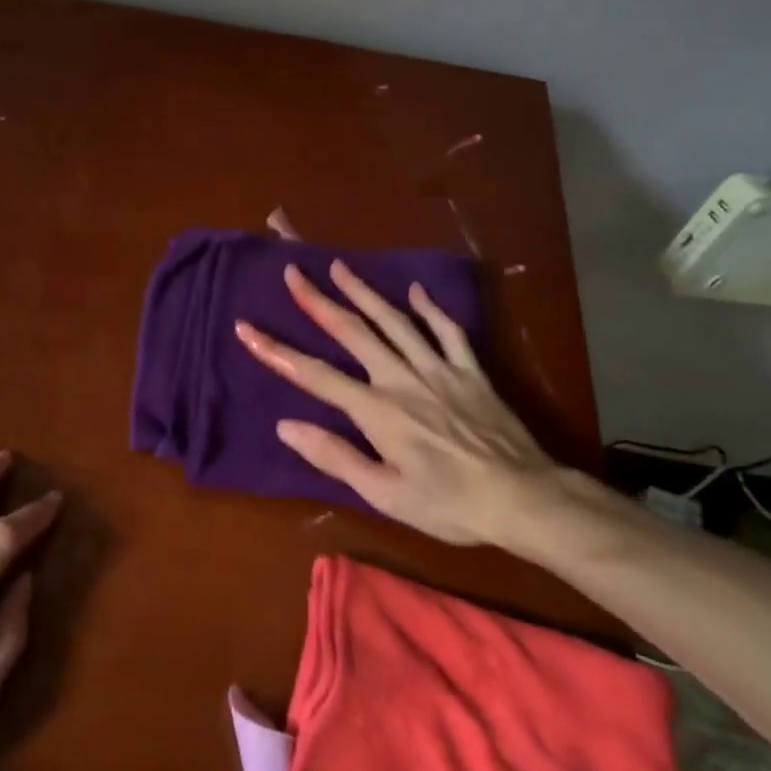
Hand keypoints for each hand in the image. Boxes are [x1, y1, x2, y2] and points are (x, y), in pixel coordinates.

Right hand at [234, 261, 603, 553]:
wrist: (523, 498)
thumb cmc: (449, 504)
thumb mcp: (385, 495)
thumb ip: (335, 457)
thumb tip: (286, 426)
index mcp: (377, 411)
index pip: (315, 375)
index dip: (277, 351)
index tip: (246, 328)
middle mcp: (402, 378)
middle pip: (353, 332)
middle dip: (318, 301)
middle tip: (294, 271)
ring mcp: (438, 369)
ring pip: (395, 321)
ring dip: (365, 292)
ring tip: (341, 267)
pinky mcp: (470, 371)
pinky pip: (448, 331)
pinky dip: (430, 309)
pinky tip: (415, 291)